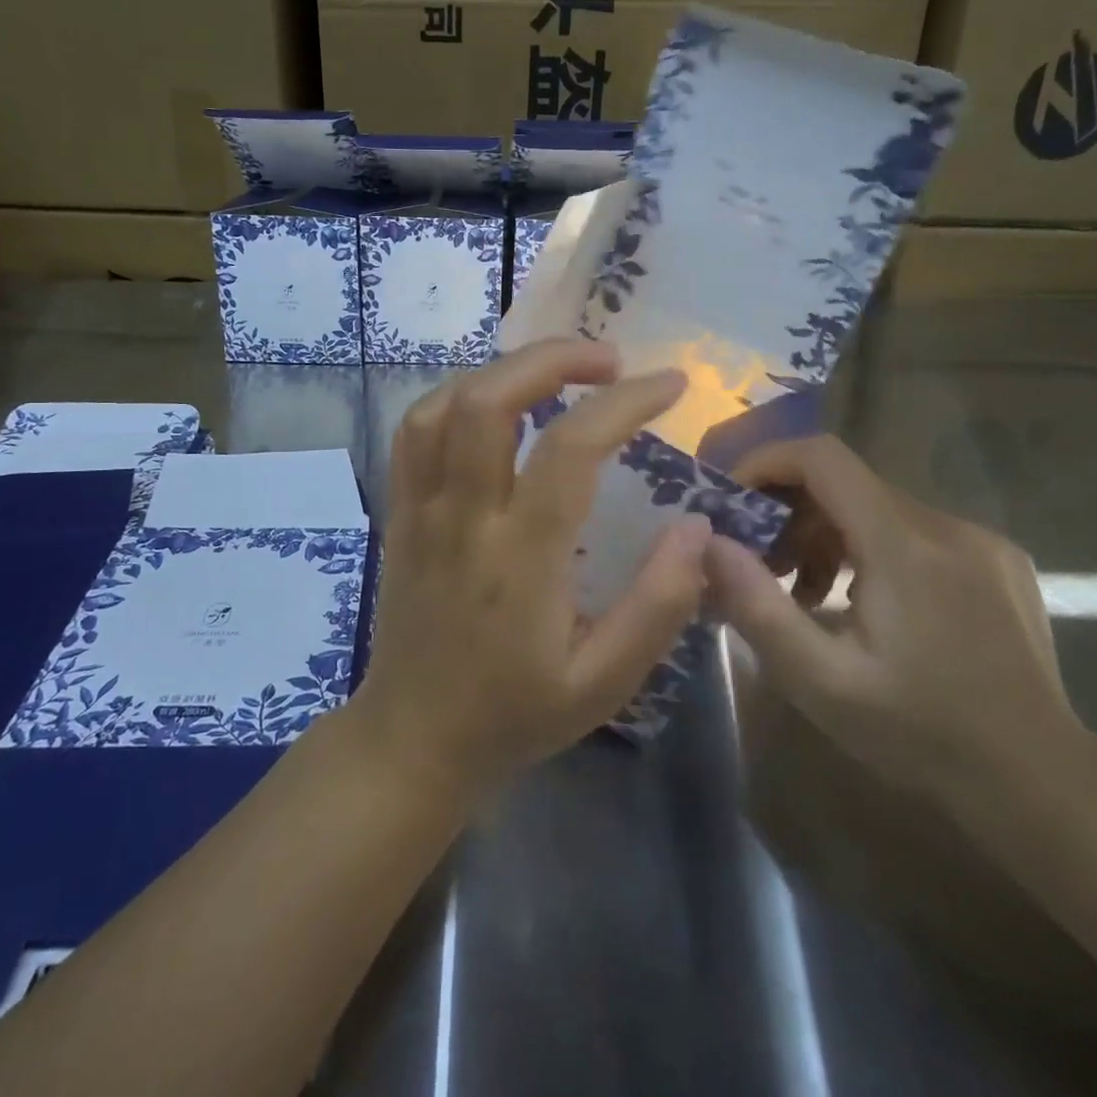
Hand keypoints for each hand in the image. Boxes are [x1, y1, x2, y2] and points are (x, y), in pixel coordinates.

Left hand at [350, 338, 711, 794]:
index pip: (570, 449)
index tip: (669, 383)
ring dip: (503, 371)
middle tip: (607, 360)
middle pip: (488, 401)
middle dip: (552, 358)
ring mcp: (420, 509)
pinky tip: (494, 404)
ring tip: (554, 375)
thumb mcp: (604, 682)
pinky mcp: (399, 511)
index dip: (624, 402)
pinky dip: (458, 396)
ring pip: (444, 405)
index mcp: (521, 559)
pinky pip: (415, 431)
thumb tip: (696, 527)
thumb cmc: (515, 713)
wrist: (413, 737)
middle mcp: (463, 519)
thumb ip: (658, 605)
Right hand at [705, 436, 1084, 812]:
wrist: (1041, 781)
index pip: (822, 457)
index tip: (732, 501)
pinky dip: (868, 546)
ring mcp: (979, 540)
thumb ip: (757, 606)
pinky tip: (863, 602)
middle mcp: (945, 526)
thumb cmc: (920, 733)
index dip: (766, 462)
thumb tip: (707, 543)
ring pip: (876, 505)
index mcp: (903, 546)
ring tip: (805, 594)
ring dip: (826, 532)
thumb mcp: (819, 681)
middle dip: (788, 511)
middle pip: (844, 482)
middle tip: (759, 564)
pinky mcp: (997, 559)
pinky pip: (912, 528)